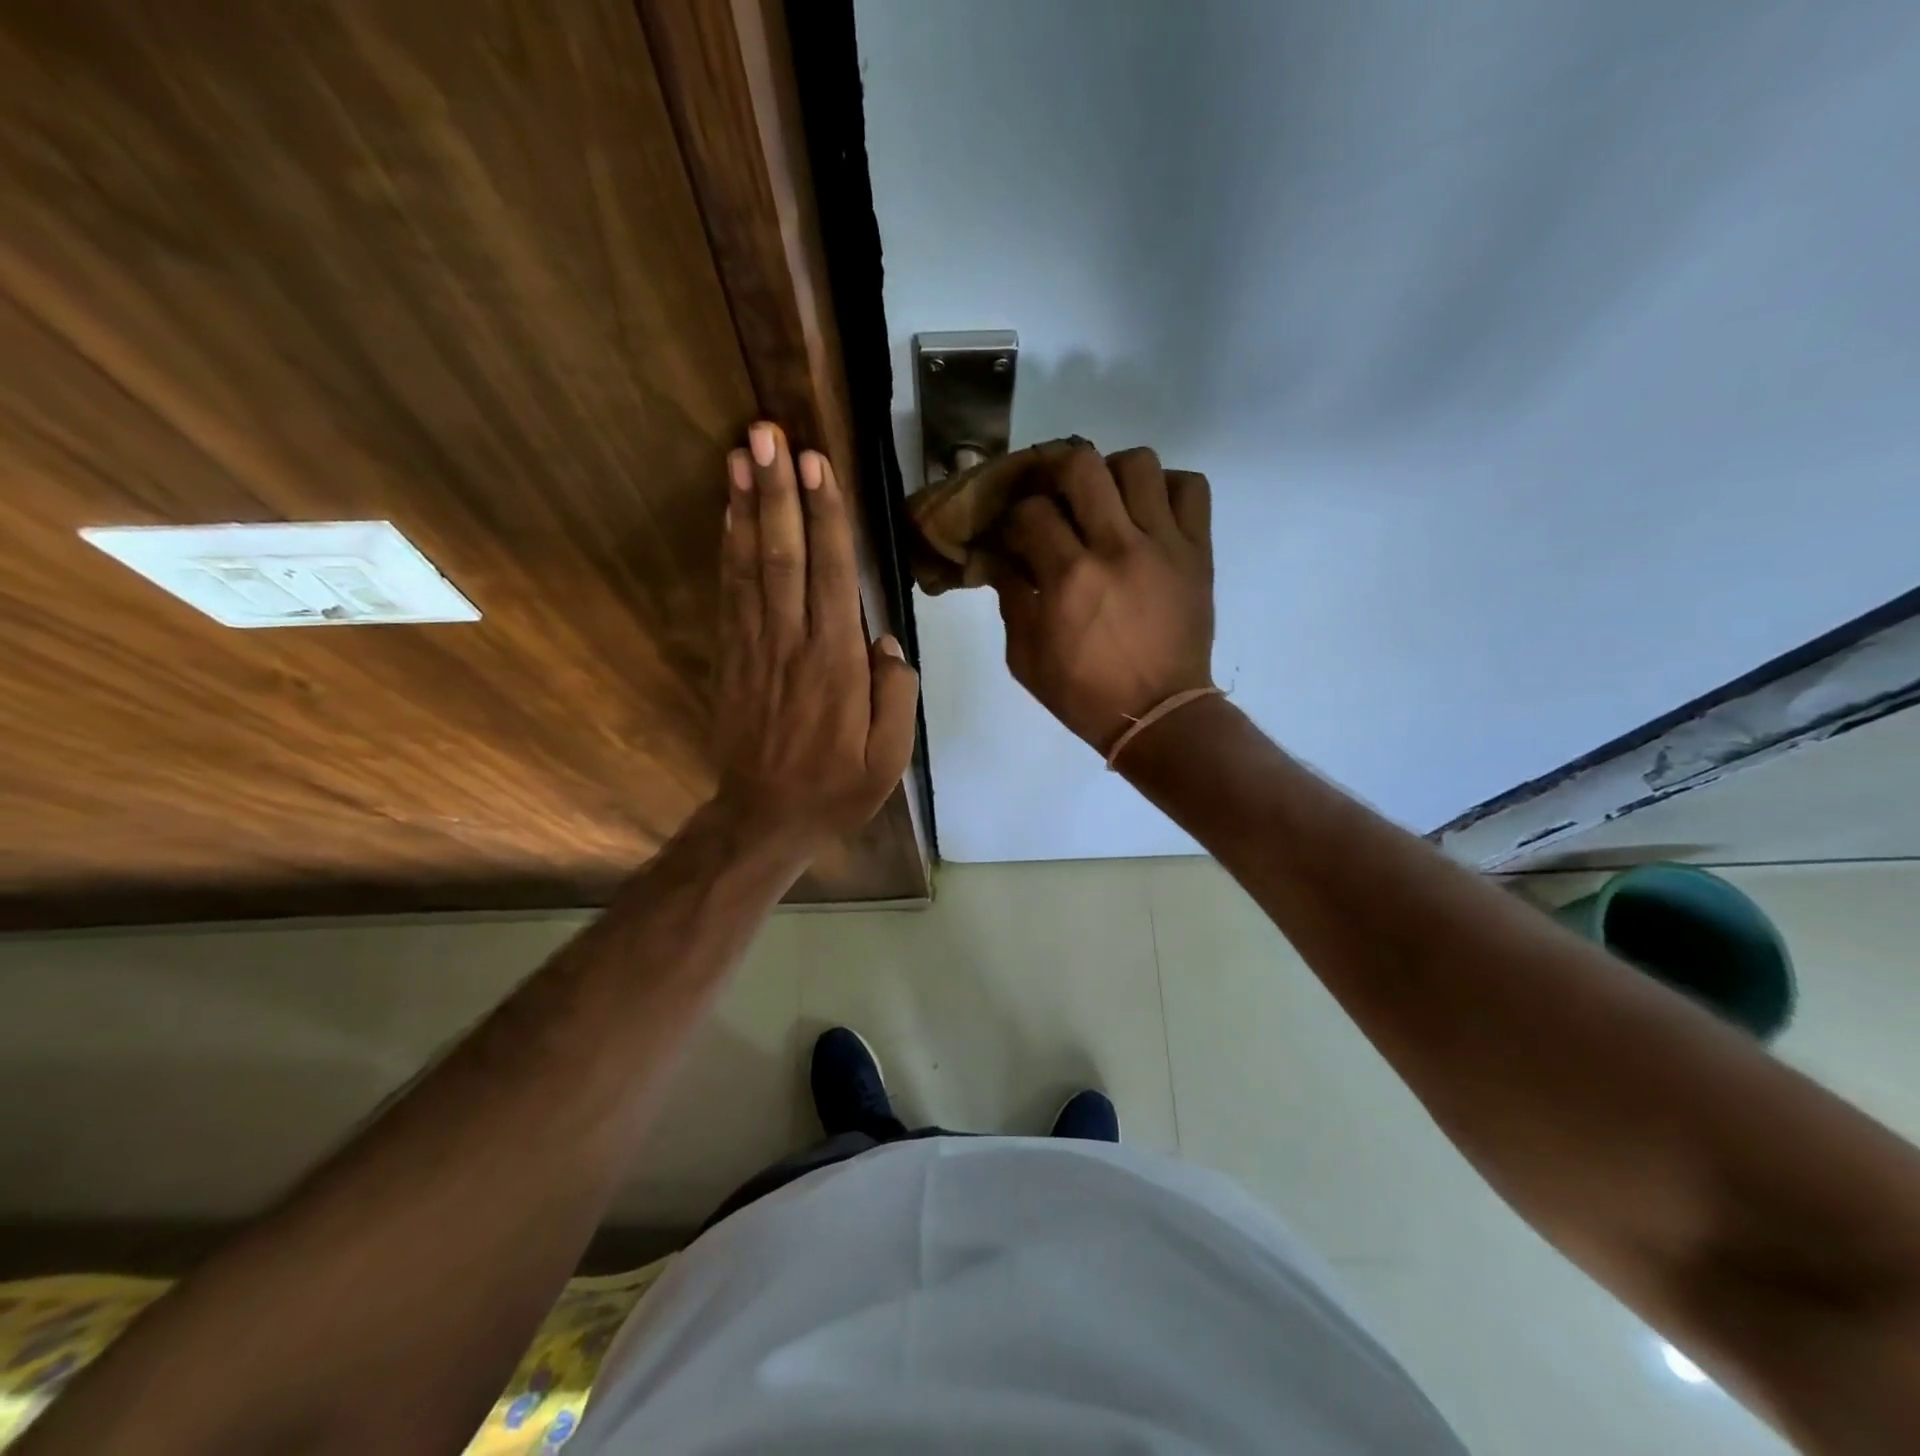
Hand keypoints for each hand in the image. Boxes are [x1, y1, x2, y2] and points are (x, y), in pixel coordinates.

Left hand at [711, 422, 918, 846]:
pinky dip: (728, 550)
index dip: (825, 517)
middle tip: (766, 433)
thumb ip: (896, 694)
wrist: (765, 819)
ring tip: (740, 454)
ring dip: (747, 507)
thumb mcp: (890, 757)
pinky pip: (730, 595)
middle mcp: (792, 644)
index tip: (816, 464)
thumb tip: (885, 641)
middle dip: (778, 492)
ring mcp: (756, 649)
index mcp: (836, 665)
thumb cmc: (837, 789)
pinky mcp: (733, 659)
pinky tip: (729, 515)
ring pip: (751, 567)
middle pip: (784, 556)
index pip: (832, 576)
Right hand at [992, 445, 1213, 754]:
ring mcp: (1164, 544)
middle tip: (1053, 496)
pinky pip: (1190, 488)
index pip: (1031, 511)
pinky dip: (1167, 488)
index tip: (1015, 534)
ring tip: (1105, 502)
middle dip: (1056, 472)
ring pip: (1139, 464)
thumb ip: (1011, 598)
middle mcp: (1116, 547)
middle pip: (1082, 465)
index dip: (1014, 516)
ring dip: (1112, 474)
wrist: (1156, 715)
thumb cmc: (1083, 693)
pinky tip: (1148, 512)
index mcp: (1069, 576)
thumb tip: (1000, 557)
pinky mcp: (1197, 551)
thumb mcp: (1025, 657)